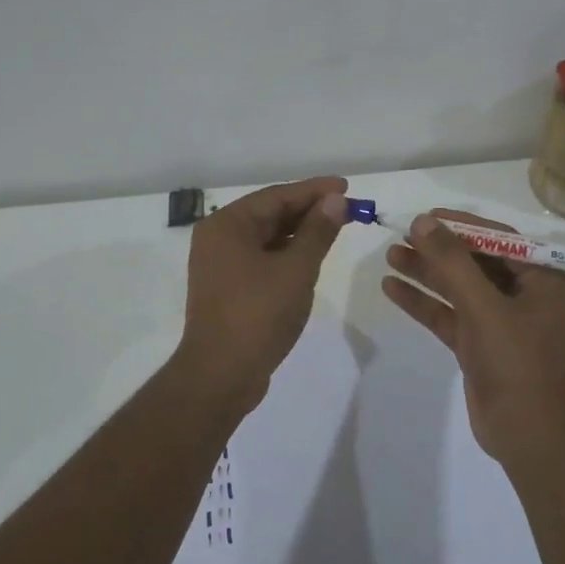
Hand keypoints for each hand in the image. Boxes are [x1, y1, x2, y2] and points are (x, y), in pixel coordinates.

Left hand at [178, 176, 349, 407]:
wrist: (220, 376)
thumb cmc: (258, 315)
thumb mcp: (297, 269)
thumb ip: (318, 231)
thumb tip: (336, 200)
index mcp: (227, 225)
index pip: (277, 196)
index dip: (314, 191)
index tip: (347, 187)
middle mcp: (218, 237)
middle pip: (270, 213)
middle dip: (309, 211)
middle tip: (346, 209)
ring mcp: (219, 264)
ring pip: (266, 237)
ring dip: (299, 232)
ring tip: (334, 229)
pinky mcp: (227, 287)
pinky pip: (260, 257)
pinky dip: (286, 253)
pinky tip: (310, 257)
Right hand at [382, 210, 564, 466]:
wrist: (526, 436)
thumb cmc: (516, 363)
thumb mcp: (483, 307)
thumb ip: (452, 262)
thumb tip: (423, 222)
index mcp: (542, 280)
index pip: (499, 239)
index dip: (461, 225)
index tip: (426, 216)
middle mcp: (524, 296)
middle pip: (475, 262)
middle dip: (438, 249)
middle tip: (401, 234)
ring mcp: (500, 322)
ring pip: (458, 288)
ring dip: (426, 273)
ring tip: (390, 255)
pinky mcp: (480, 345)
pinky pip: (449, 314)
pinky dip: (424, 302)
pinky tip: (392, 288)